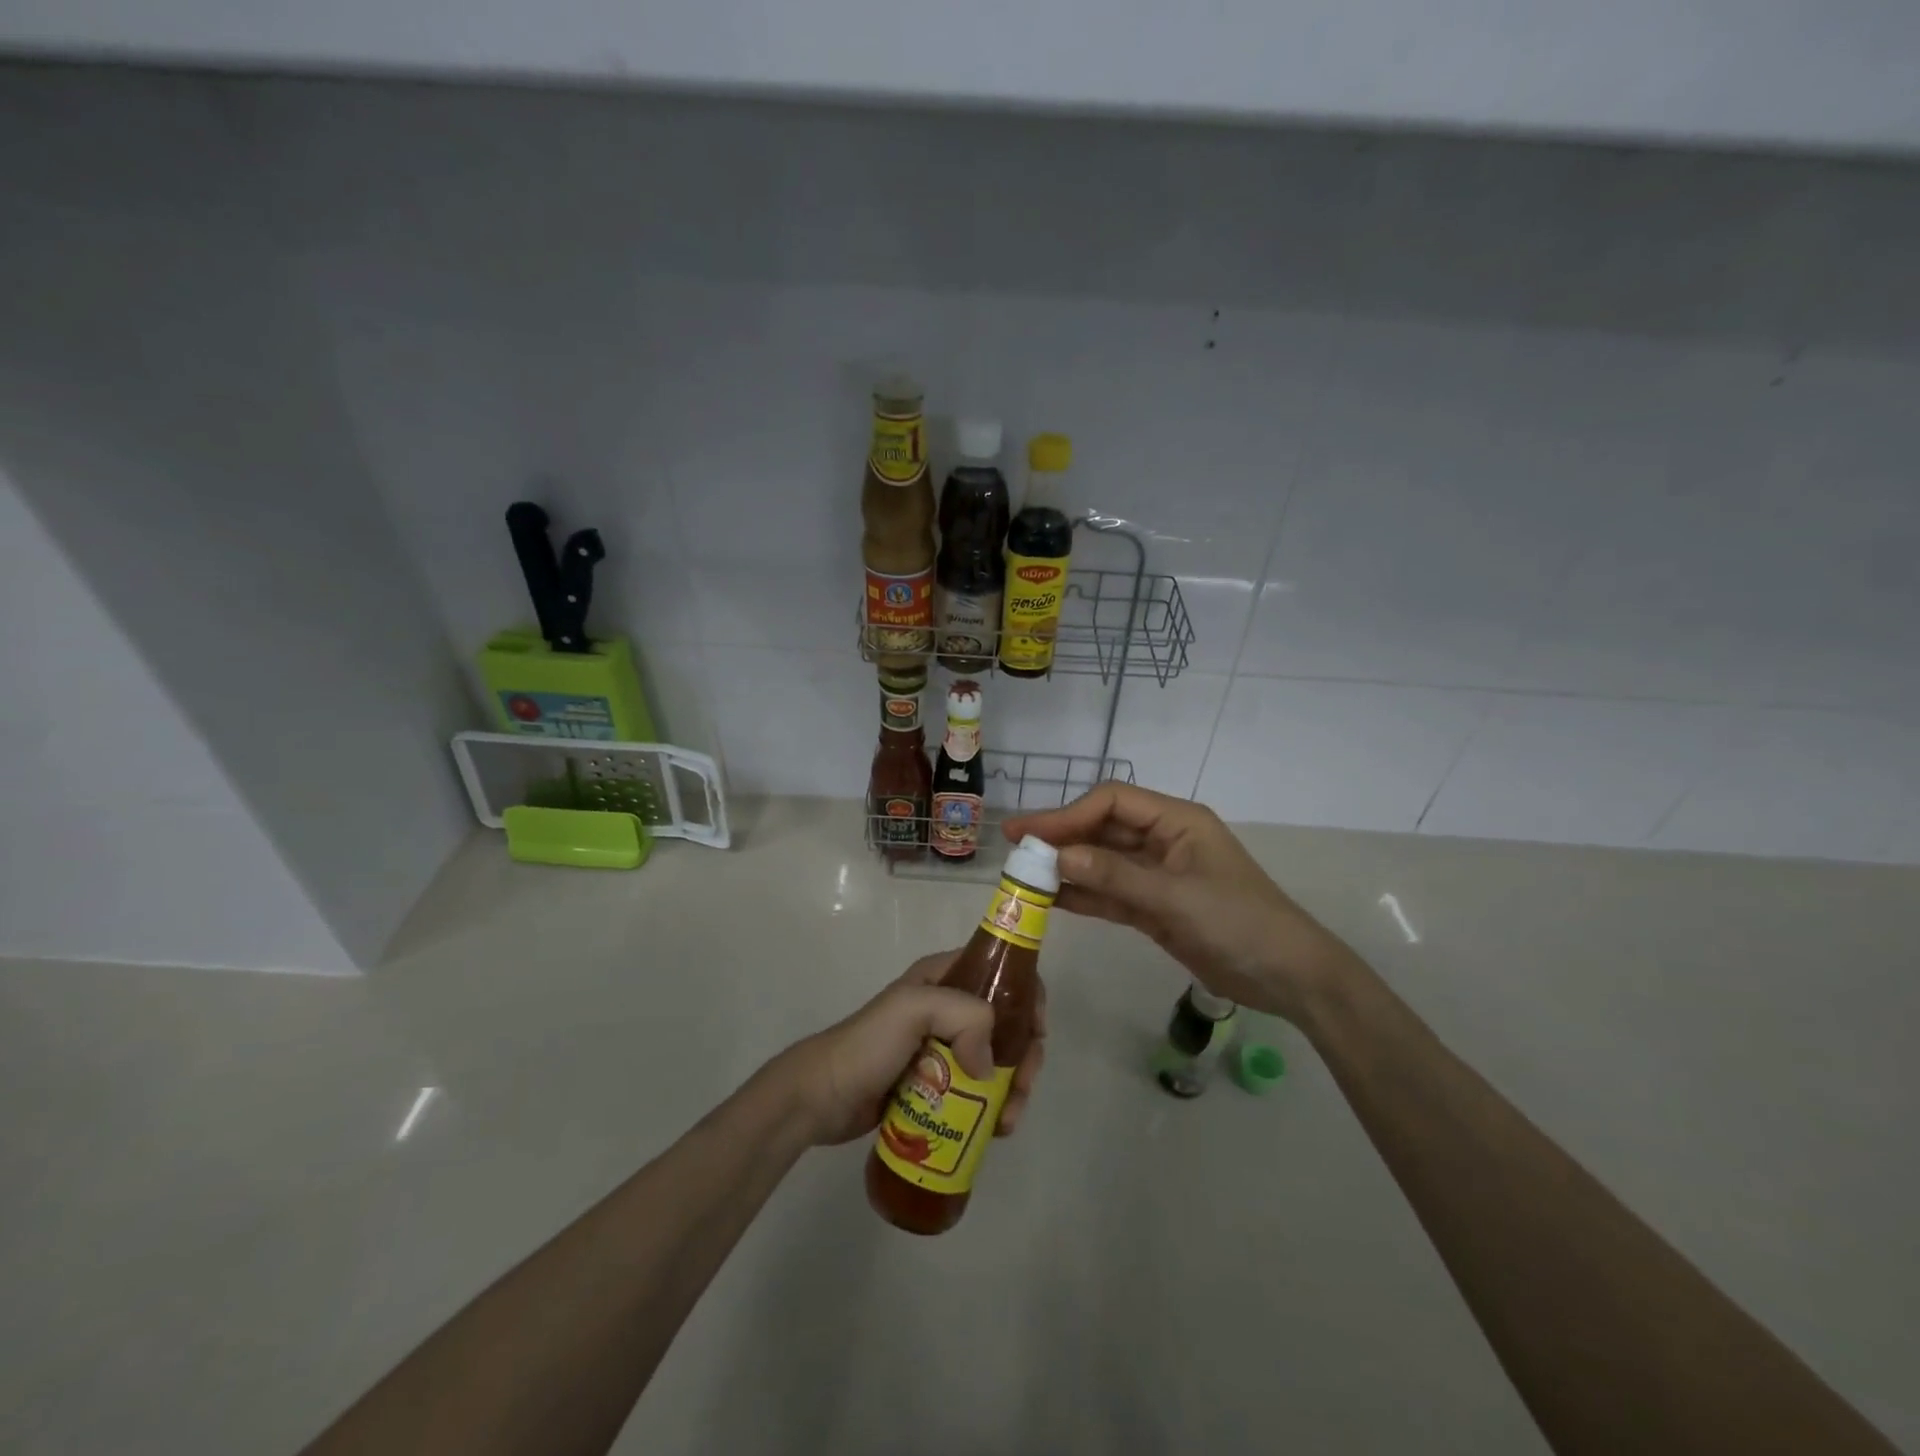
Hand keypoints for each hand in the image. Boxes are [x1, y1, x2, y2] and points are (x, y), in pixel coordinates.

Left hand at [774, 952, 1048, 1146]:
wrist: (821, 1098)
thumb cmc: (867, 1045)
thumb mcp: (913, 1009)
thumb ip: (963, 1016)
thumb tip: (990, 1066)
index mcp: (943, 977)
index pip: (1000, 971)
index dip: (1028, 994)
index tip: (1038, 1031)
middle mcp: (948, 1006)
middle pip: (1006, 1021)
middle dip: (1024, 1053)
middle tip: (1023, 1087)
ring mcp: (943, 1047)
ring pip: (996, 1059)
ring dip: (1013, 1087)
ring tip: (1007, 1122)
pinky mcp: (937, 1084)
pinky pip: (978, 1090)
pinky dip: (994, 1106)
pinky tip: (995, 1129)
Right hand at [1004, 782, 1360, 1021]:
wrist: (1288, 977)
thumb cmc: (1240, 923)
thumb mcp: (1177, 898)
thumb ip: (1116, 876)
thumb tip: (1058, 858)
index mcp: (1176, 820)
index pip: (1112, 802)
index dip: (1069, 814)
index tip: (1032, 835)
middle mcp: (1163, 840)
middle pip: (1102, 830)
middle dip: (1061, 838)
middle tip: (1014, 849)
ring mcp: (1158, 874)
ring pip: (1102, 862)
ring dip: (1067, 868)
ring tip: (1023, 877)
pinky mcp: (1155, 907)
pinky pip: (1111, 894)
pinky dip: (1083, 895)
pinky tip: (1051, 901)